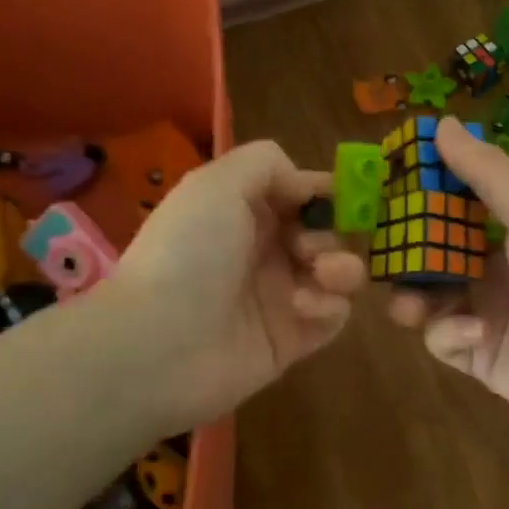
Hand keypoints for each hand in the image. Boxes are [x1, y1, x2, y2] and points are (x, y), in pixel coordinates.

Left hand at [110, 140, 365, 426]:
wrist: (159, 344)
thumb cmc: (188, 253)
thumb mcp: (217, 184)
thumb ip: (266, 163)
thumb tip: (305, 183)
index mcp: (242, 212)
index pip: (297, 194)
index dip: (324, 191)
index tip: (349, 195)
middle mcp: (262, 251)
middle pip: (323, 232)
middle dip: (332, 231)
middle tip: (310, 246)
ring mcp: (278, 298)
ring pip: (336, 274)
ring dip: (342, 267)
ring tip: (322, 275)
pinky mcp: (291, 340)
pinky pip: (332, 317)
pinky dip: (330, 307)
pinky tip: (302, 308)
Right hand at [388, 118, 508, 444]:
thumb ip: (487, 172)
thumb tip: (442, 124)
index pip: (456, 204)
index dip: (422, 194)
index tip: (385, 185)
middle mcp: (494, 268)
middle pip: (433, 252)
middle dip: (406, 252)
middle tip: (380, 249)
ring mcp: (484, 313)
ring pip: (427, 298)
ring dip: (412, 296)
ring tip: (408, 301)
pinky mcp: (476, 356)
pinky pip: (442, 339)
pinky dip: (448, 333)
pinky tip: (474, 333)